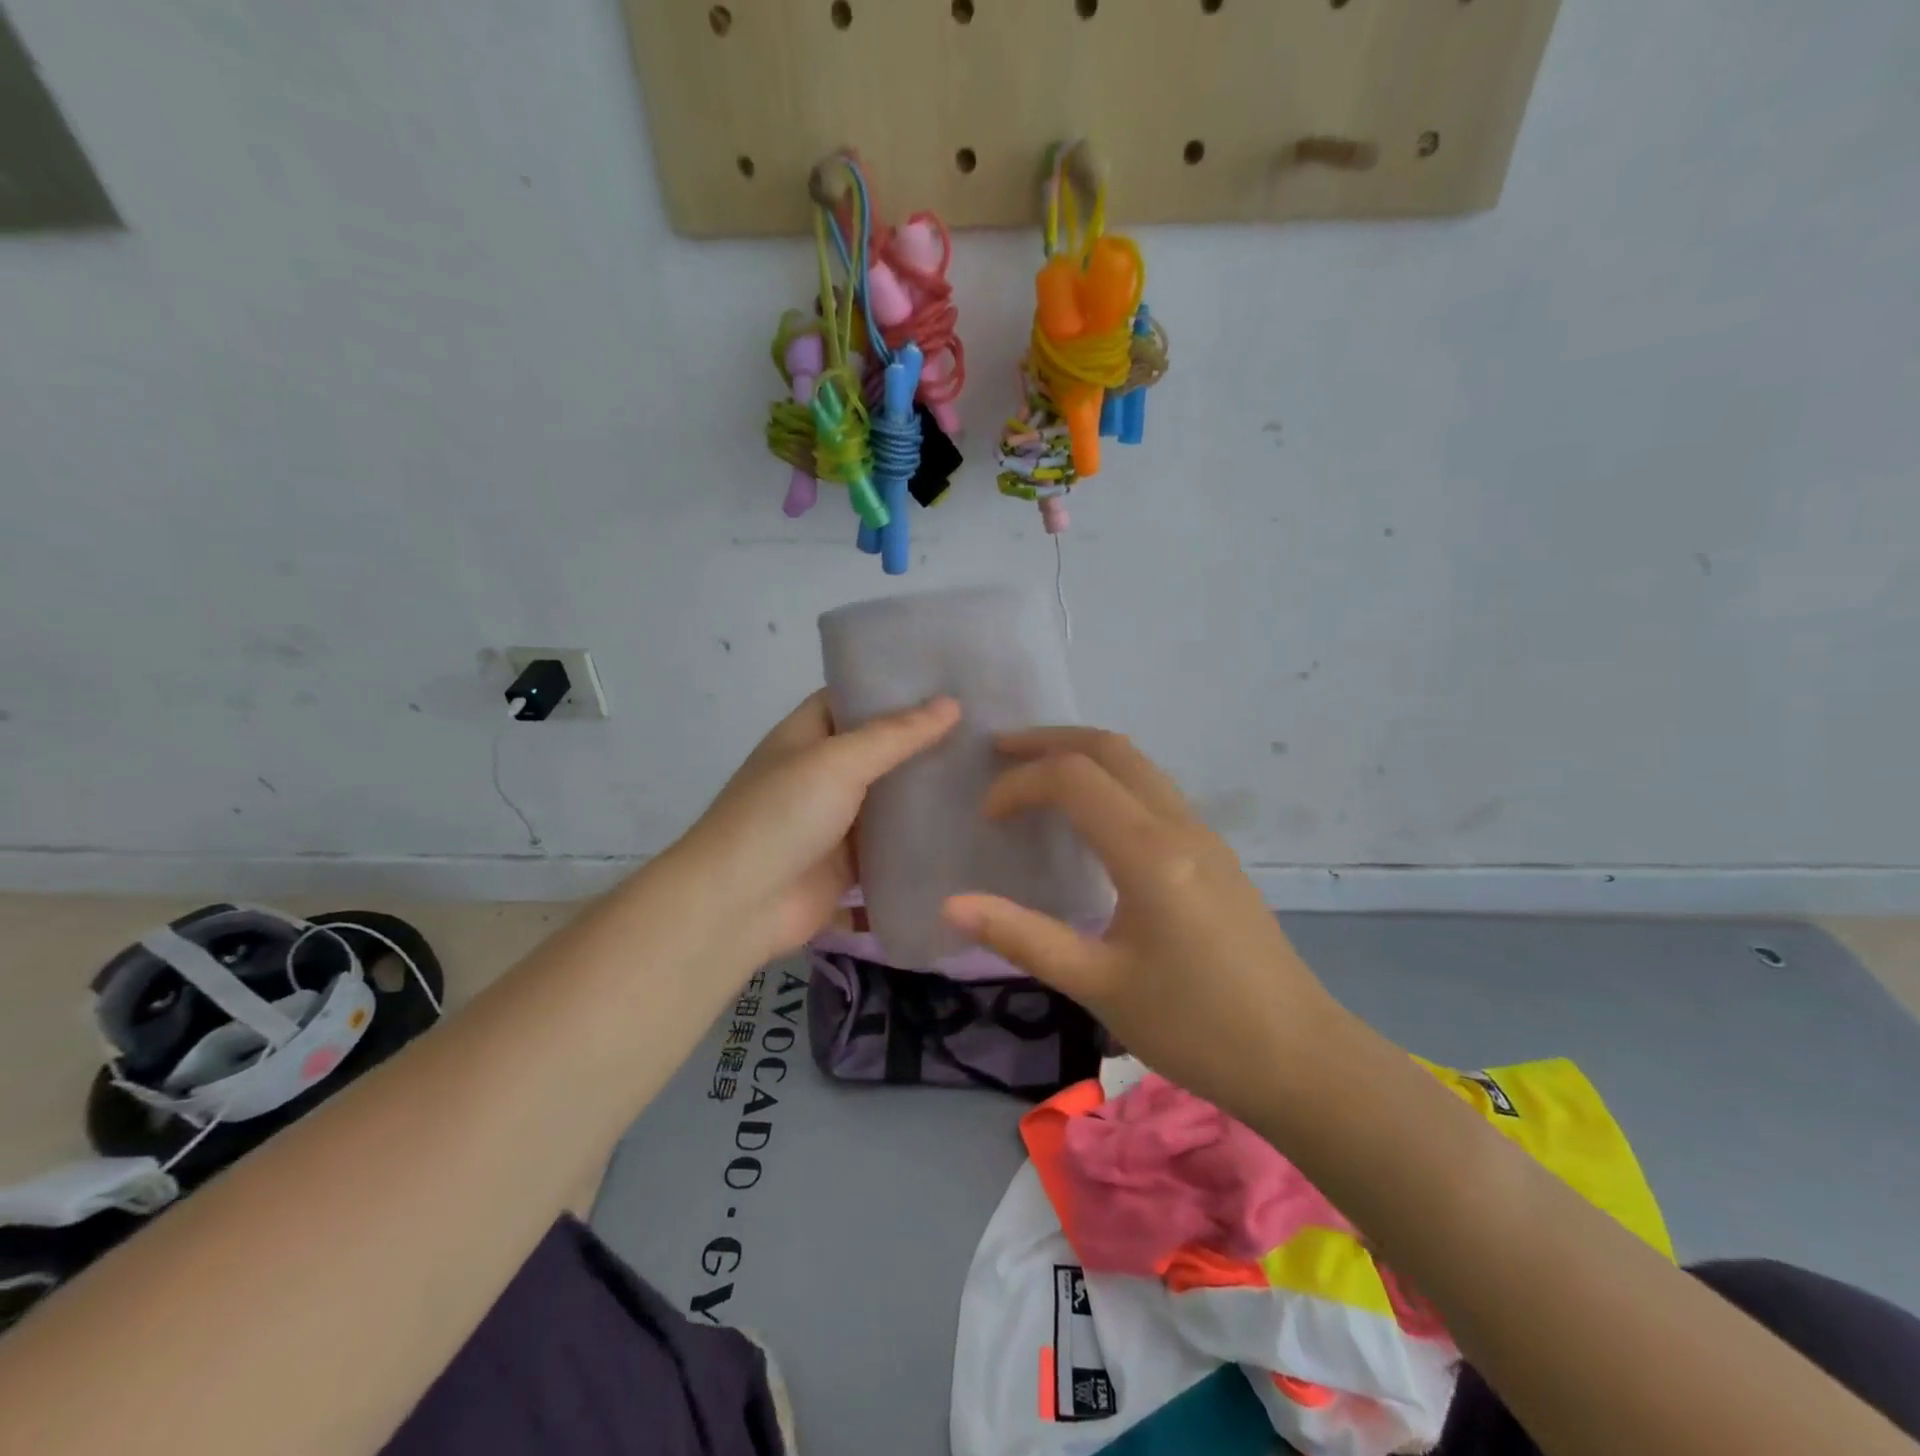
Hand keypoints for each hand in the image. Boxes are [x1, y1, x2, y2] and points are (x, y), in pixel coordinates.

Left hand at [671, 691, 959, 964]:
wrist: (738, 906)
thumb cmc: (781, 817)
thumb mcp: (836, 762)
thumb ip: (895, 735)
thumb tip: (952, 703)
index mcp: (807, 735)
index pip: (855, 698)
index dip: (897, 688)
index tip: (952, 681)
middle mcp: (822, 771)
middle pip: (879, 748)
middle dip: (924, 740)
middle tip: (987, 729)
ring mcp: (836, 819)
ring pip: (890, 797)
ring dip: (926, 789)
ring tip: (990, 772)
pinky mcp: (850, 863)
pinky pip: (892, 844)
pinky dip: (920, 837)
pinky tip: (968, 825)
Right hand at [942, 728, 1340, 1119]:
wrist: (1299, 1058)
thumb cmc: (1195, 1027)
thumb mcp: (1099, 985)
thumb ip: (1023, 937)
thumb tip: (951, 906)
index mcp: (1150, 852)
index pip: (1072, 779)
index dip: (1019, 785)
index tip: (985, 819)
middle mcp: (1179, 826)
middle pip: (1111, 749)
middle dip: (1050, 741)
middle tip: (999, 752)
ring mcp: (1204, 836)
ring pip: (1138, 765)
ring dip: (1083, 756)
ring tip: (1035, 774)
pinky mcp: (1214, 855)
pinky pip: (1154, 791)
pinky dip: (1110, 781)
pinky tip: (1089, 818)